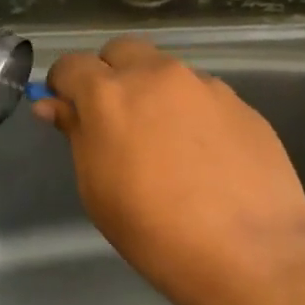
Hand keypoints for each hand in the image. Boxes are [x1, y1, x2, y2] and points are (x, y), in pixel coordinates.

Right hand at [33, 36, 304, 292]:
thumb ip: (76, 135)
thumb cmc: (154, 230)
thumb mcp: (97, 188)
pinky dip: (192, 112)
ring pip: (167, 71)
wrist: (250, 253)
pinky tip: (204, 156)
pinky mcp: (241, 103)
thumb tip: (54, 105)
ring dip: (154, 92)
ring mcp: (204, 86)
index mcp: (110, 94)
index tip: (66, 109)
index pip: (72, 65)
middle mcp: (157, 75)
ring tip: (166, 143)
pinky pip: (203, 95)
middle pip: (122, 50)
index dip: (63, 84)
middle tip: (114, 118)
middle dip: (110, 73)